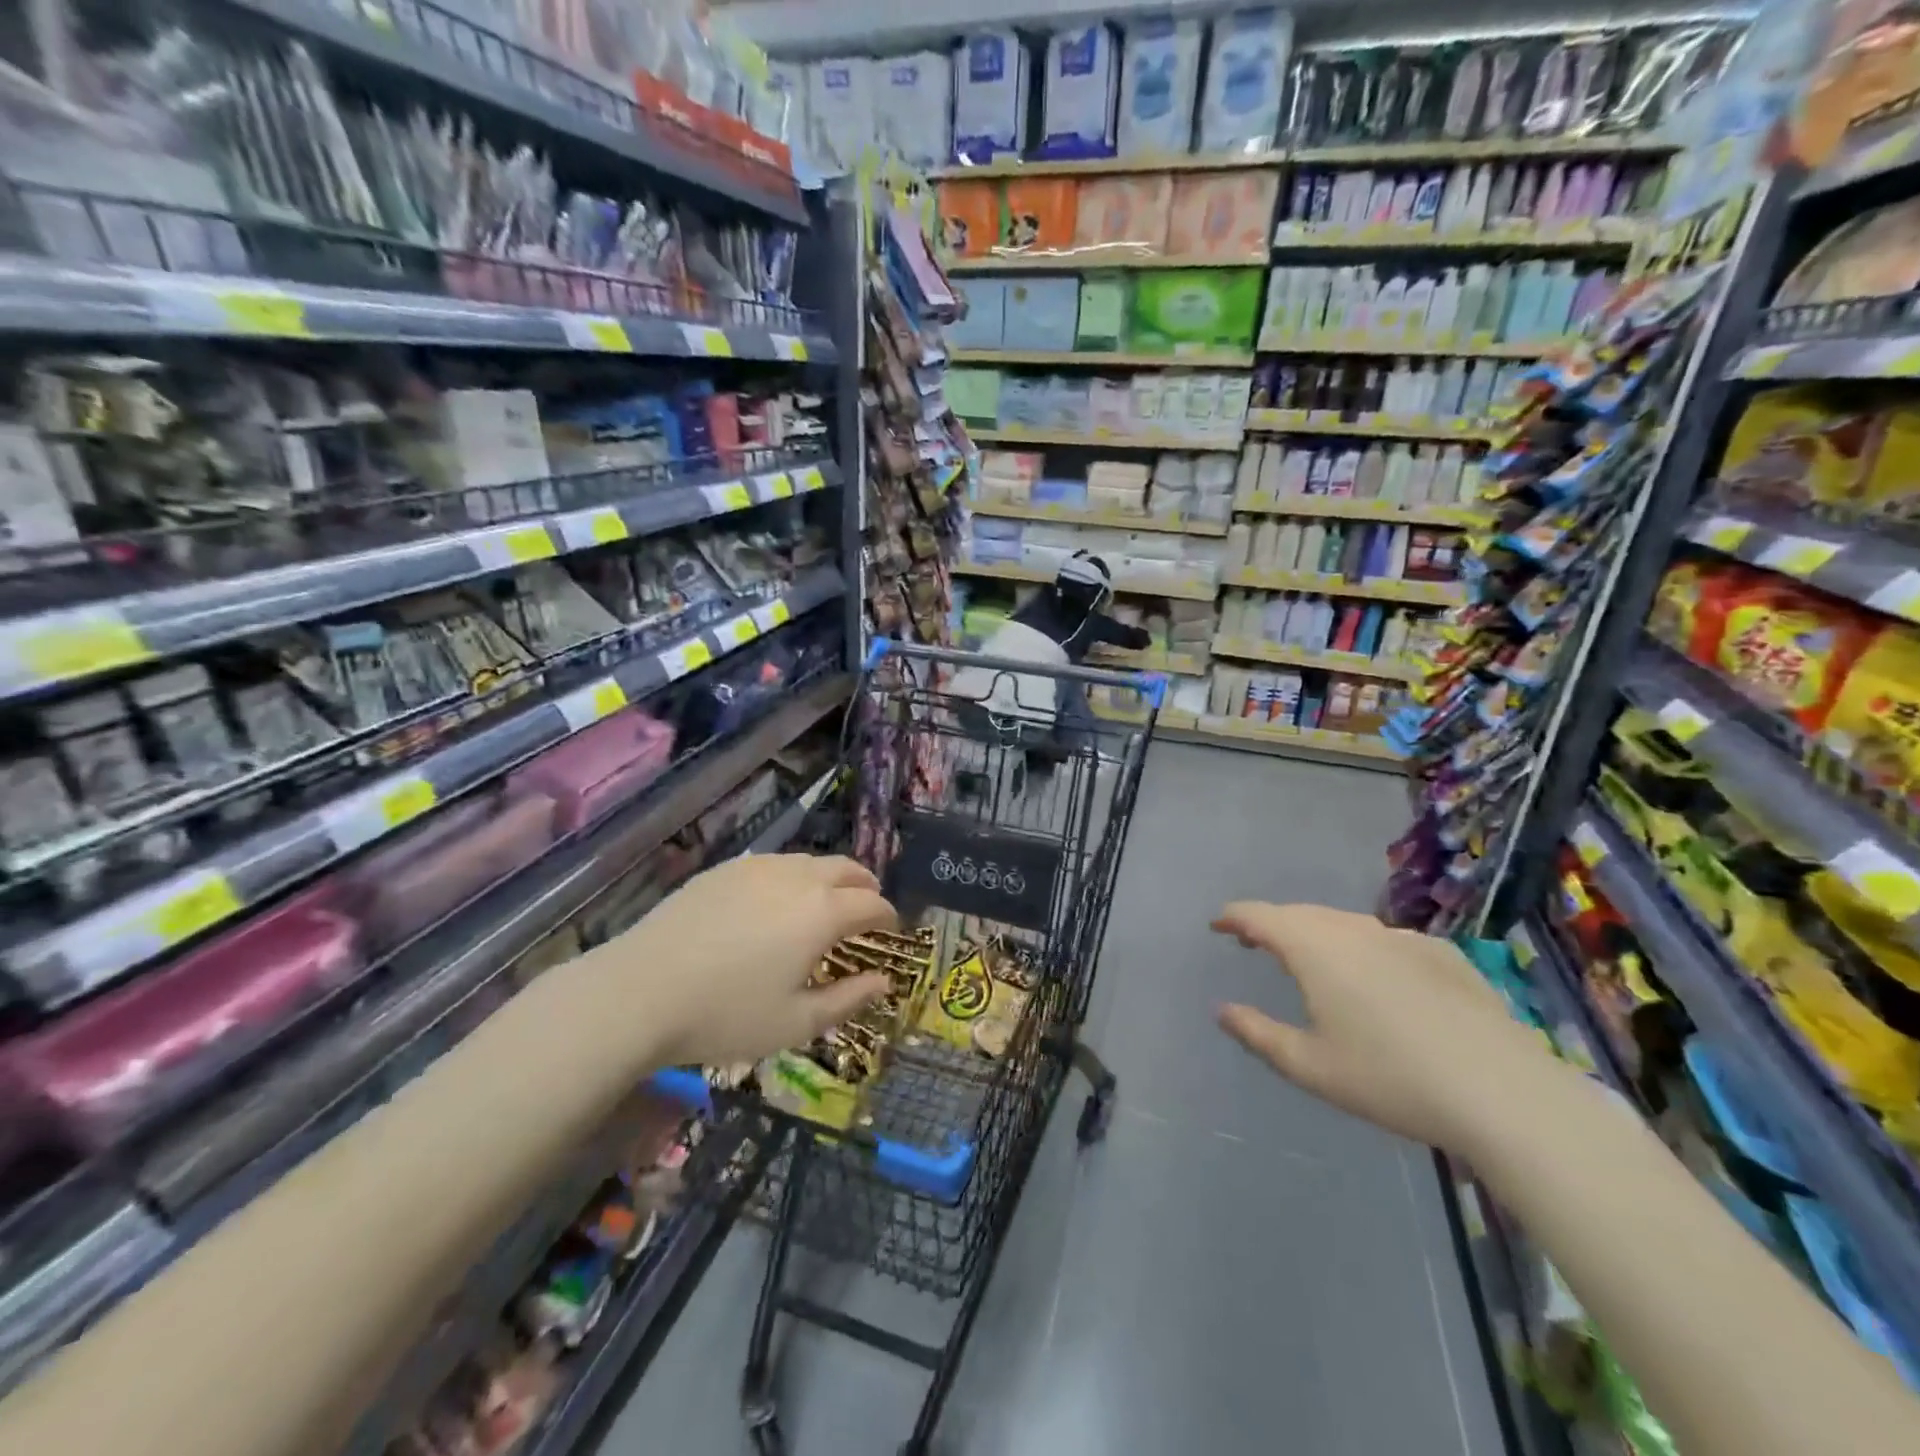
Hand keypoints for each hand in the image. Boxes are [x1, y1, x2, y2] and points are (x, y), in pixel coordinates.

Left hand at [616, 854, 898, 1066]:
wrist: (639, 991)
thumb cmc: (725, 1015)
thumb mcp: (795, 1024)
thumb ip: (848, 1000)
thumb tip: (883, 982)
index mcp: (822, 912)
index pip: (872, 903)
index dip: (888, 916)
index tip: (890, 931)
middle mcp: (798, 878)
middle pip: (847, 869)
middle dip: (865, 886)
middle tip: (867, 908)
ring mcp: (758, 868)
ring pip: (810, 861)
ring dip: (830, 878)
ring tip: (825, 903)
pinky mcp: (725, 869)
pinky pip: (775, 863)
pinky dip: (794, 876)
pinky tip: (777, 901)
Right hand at [1212, 902, 1572, 1156]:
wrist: (1503, 1093)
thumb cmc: (1390, 1079)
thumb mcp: (1309, 1066)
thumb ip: (1257, 1033)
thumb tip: (1222, 1010)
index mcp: (1314, 949)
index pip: (1259, 916)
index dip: (1233, 916)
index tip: (1217, 924)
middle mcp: (1354, 930)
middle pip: (1300, 914)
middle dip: (1271, 923)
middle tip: (1253, 941)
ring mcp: (1403, 938)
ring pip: (1344, 923)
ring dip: (1316, 933)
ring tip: (1307, 957)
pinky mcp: (1442, 955)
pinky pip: (1385, 939)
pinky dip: (1362, 947)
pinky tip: (1375, 977)